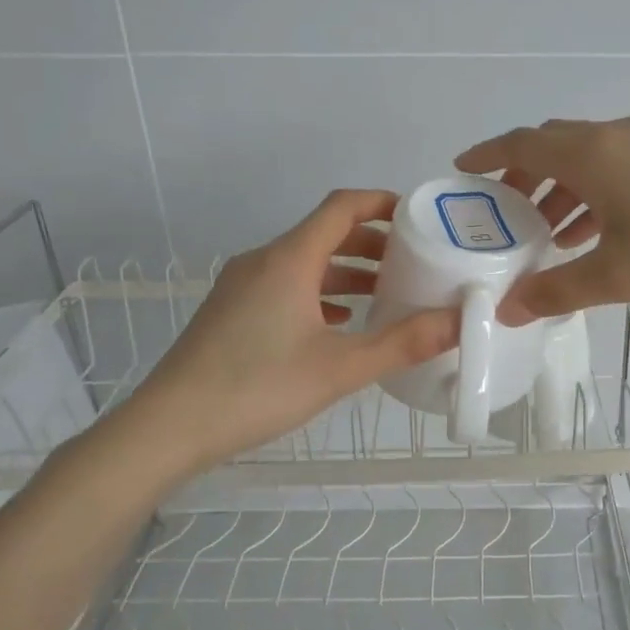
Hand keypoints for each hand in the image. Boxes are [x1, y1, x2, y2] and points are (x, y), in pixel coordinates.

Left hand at [125, 190, 458, 471]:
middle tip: (413, 261)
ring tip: (386, 293)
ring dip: (346, 271)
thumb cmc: (258, 388)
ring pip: (304, 263)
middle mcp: (263, 261)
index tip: (418, 217)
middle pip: (324, 233)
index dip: (382, 203)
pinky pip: (285, 286)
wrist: (170, 426)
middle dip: (371, 242)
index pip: (341, 207)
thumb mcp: (340, 368)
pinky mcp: (232, 312)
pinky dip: (320, 293)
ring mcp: (242, 286)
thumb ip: (403, 343)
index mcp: (289, 259)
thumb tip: (460, 321)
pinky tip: (340, 323)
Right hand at [455, 116, 629, 323]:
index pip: (522, 143)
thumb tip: (508, 309)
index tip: (461, 171)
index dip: (487, 155)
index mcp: (591, 153)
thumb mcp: (618, 274)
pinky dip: (596, 191)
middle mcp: (616, 134)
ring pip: (589, 158)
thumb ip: (558, 290)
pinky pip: (619, 166)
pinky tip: (601, 230)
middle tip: (504, 215)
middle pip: (553, 146)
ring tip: (549, 234)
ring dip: (562, 189)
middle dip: (523, 177)